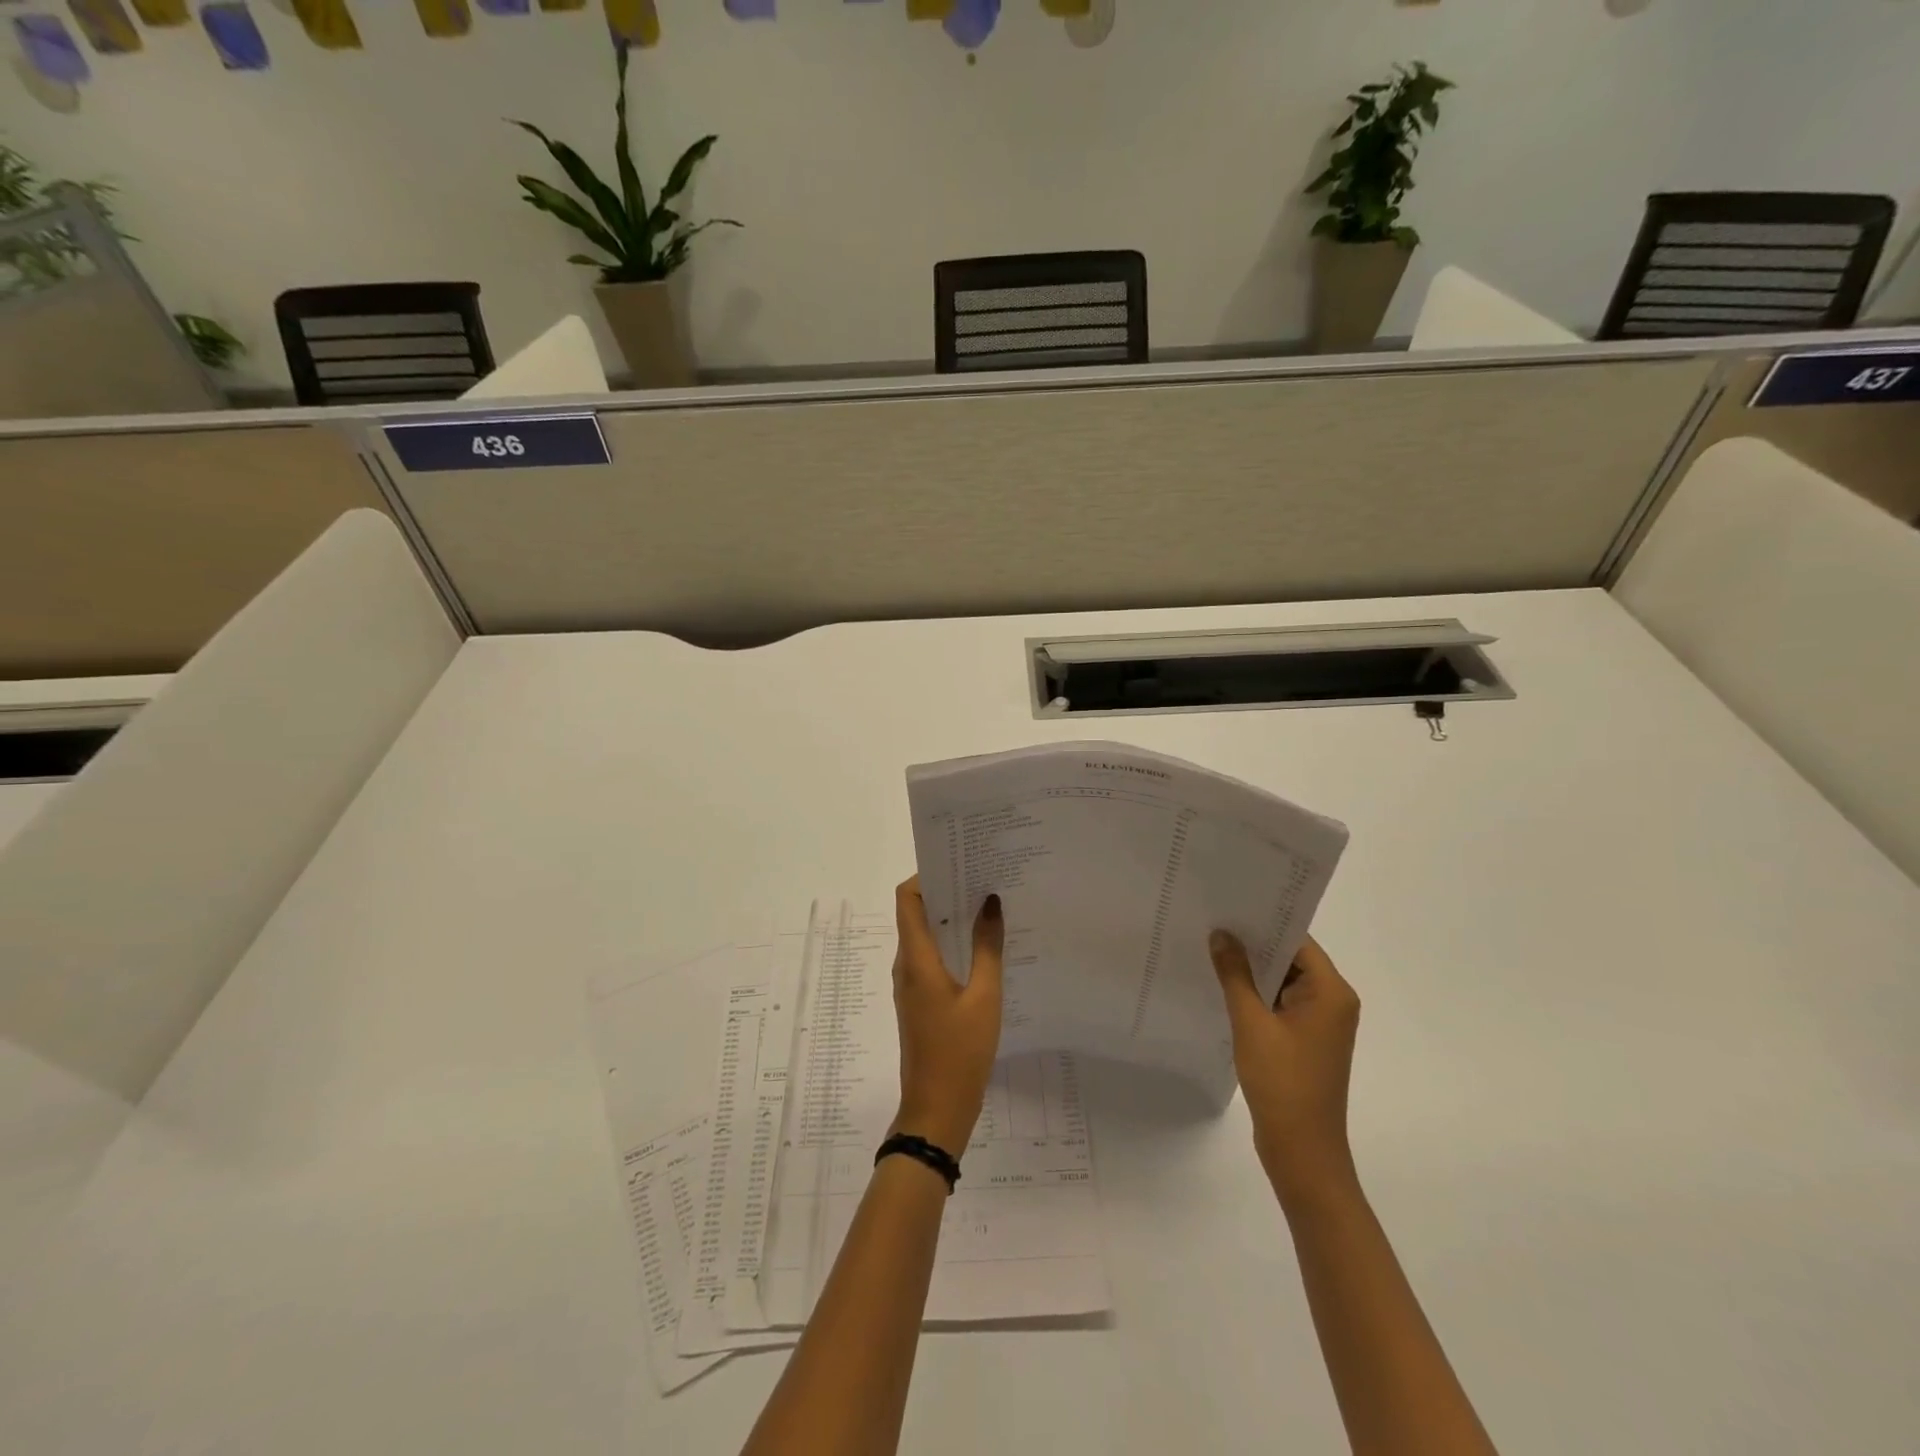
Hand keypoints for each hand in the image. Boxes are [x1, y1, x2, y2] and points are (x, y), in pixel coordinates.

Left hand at [890, 877, 1004, 1153]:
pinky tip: (983, 947)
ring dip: (950, 919)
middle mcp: (907, 965)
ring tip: (988, 906)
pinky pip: (931, 958)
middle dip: (945, 892)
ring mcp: (911, 984)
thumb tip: (990, 902)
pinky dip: (951, 944)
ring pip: (924, 937)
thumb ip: (988, 947)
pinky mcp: (919, 1000)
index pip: (907, 899)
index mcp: (916, 959)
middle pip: (915, 914)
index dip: (926, 875)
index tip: (958, 863)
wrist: (936, 1109)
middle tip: (983, 879)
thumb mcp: (984, 996)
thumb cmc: (960, 1052)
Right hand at [1210, 931, 1360, 1209]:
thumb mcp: (1252, 1023)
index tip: (1228, 907)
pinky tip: (1223, 987)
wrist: (1302, 1151)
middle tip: (1212, 923)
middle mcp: (1332, 1002)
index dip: (1264, 923)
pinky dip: (1256, 995)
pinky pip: (1279, 1004)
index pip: (1297, 941)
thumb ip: (1235, 975)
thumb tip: (1221, 934)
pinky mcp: (1305, 1041)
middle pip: (1291, 959)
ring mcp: (1320, 1024)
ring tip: (1211, 949)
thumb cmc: (1283, 1082)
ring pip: (1283, 982)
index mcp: (1331, 993)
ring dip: (1252, 971)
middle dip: (1253, 945)